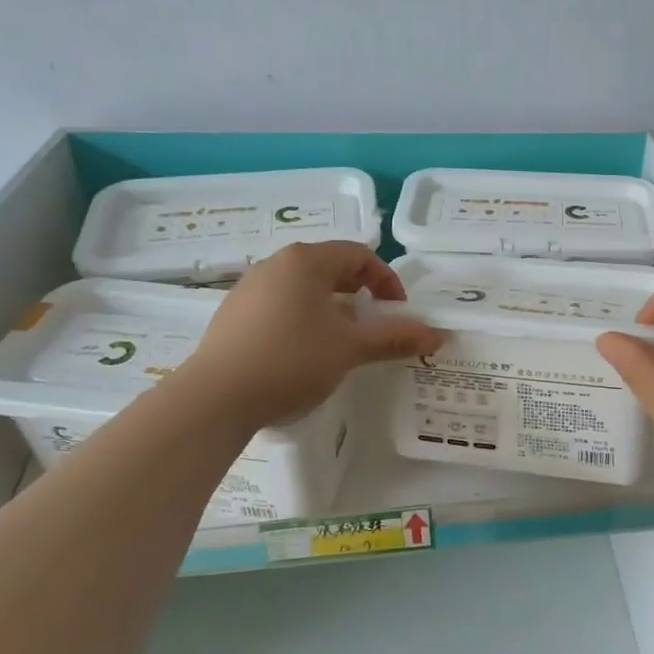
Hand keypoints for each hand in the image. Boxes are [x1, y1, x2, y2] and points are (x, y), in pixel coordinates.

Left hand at [181, 242, 442, 430]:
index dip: (387, 281)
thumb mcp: (350, 348)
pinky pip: (280, 306)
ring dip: (332, 309)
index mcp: (306, 260)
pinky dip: (303, 320)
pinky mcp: (232, 315)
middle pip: (330, 268)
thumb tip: (438, 335)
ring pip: (304, 288)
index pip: (359, 255)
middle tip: (374, 325)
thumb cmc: (292, 360)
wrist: (215, 398)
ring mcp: (249, 289)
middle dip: (360, 294)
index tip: (399, 312)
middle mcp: (275, 264)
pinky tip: (303, 354)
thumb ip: (395, 337)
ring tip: (341, 342)